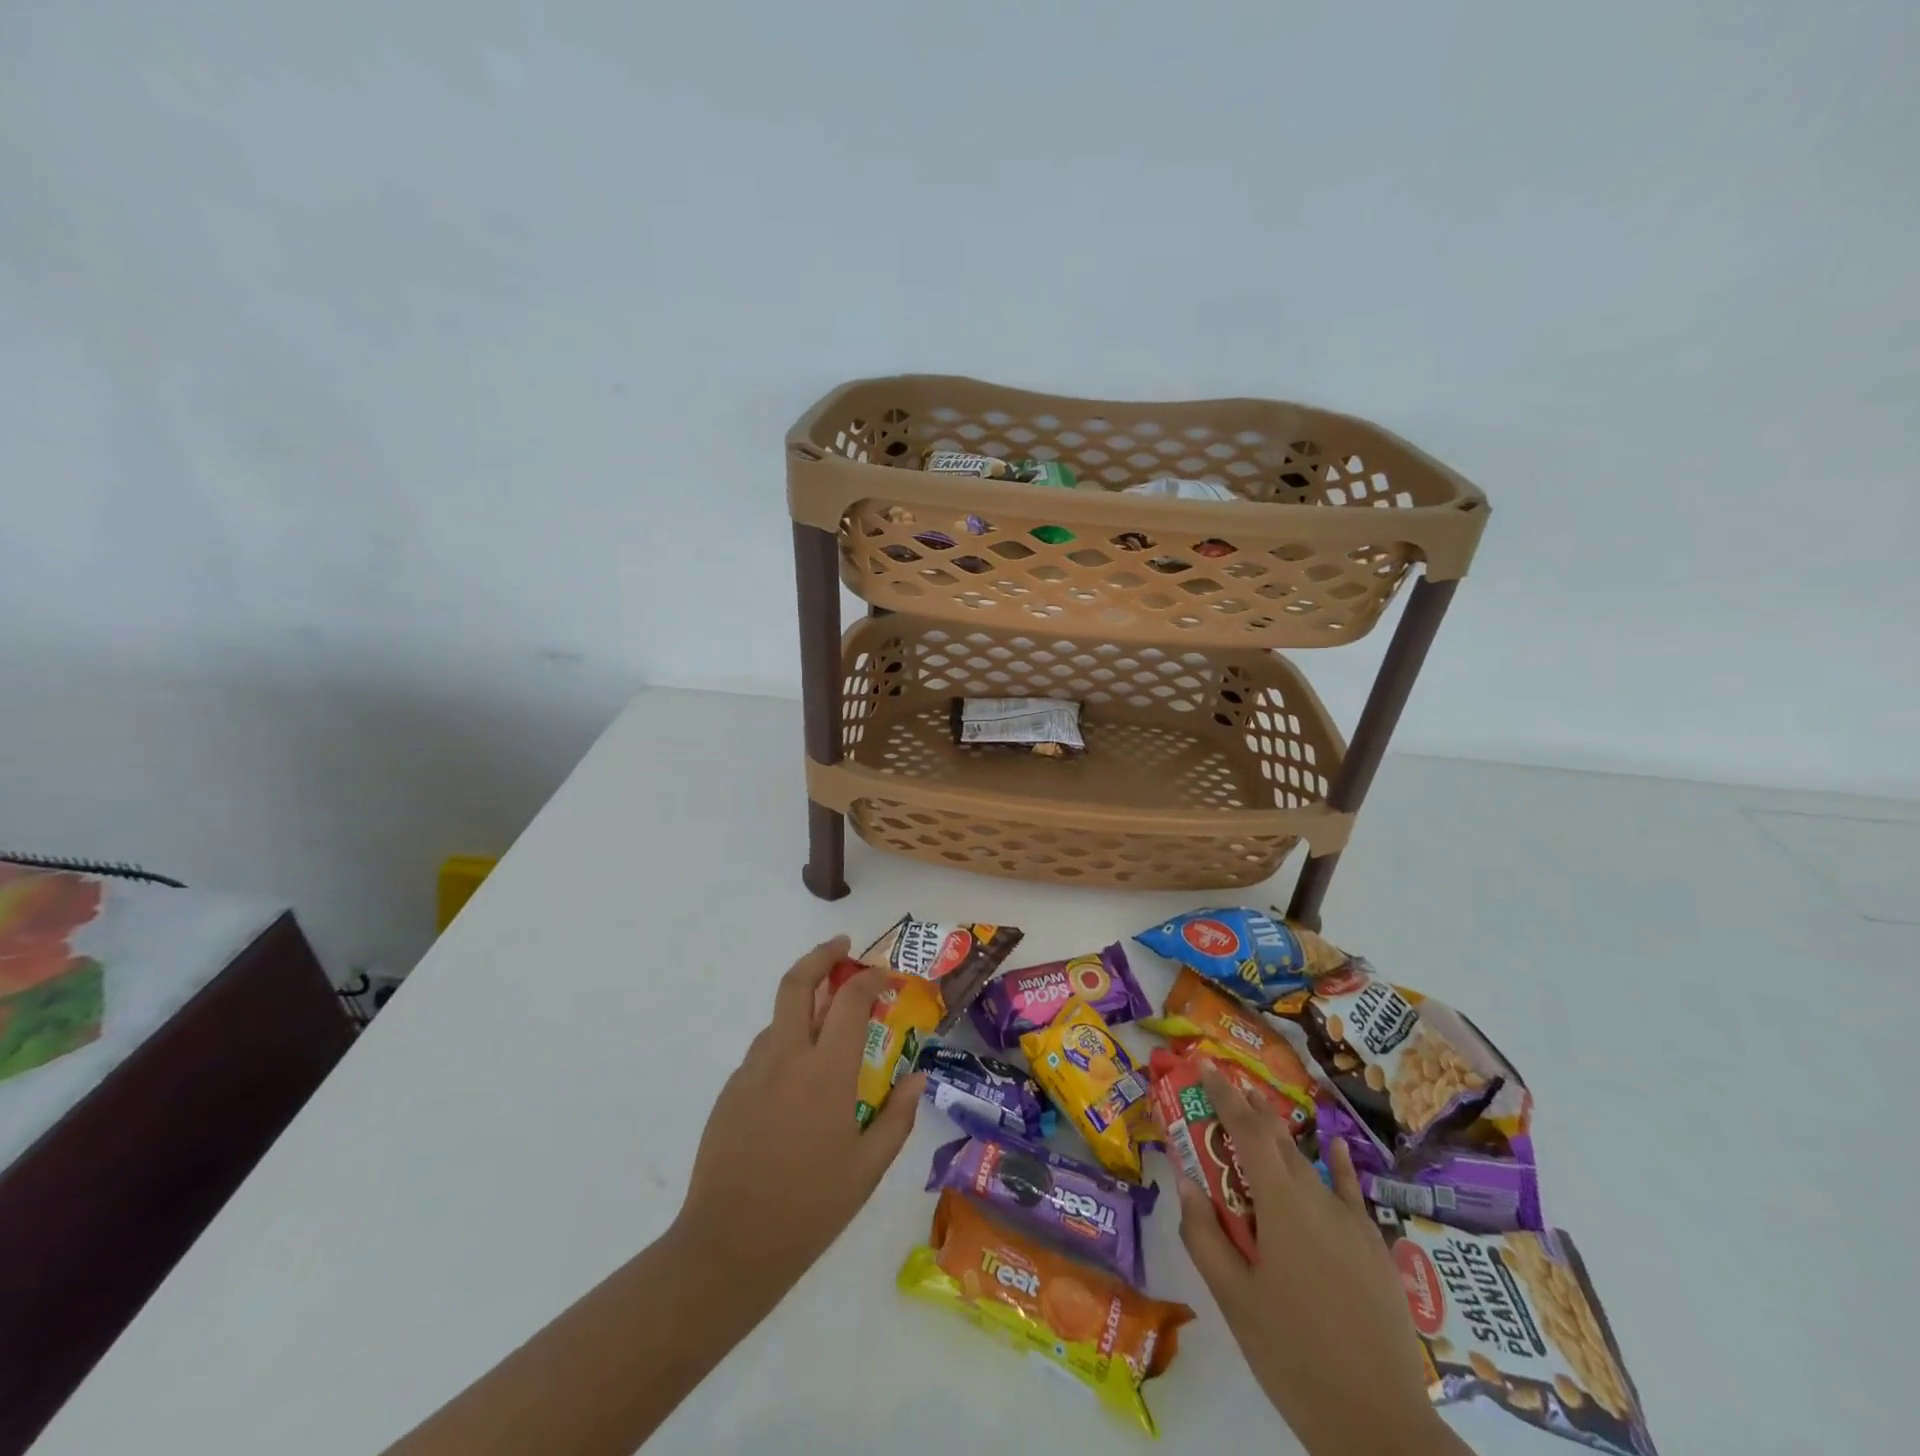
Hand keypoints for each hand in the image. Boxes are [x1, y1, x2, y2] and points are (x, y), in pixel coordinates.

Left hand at [671, 936, 924, 1296]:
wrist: (727, 1247)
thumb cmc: (809, 1208)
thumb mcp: (867, 1169)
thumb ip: (897, 1117)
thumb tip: (918, 1078)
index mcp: (826, 1072)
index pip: (850, 999)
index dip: (871, 978)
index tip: (886, 977)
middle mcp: (786, 1057)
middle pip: (797, 982)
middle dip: (821, 955)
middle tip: (841, 947)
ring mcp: (752, 1071)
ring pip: (779, 1017)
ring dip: (803, 1004)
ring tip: (827, 1025)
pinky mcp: (731, 1090)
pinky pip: (764, 1051)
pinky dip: (786, 1043)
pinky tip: (798, 1081)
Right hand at [1177, 1067, 1466, 1455]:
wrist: (1382, 1424)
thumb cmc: (1294, 1355)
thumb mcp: (1234, 1299)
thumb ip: (1204, 1234)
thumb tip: (1185, 1179)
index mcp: (1281, 1203)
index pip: (1247, 1128)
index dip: (1223, 1092)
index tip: (1204, 1063)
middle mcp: (1317, 1198)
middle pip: (1278, 1137)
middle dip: (1248, 1107)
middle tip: (1223, 1085)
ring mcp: (1351, 1222)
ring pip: (1308, 1162)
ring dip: (1279, 1134)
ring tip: (1259, 1111)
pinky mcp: (1374, 1248)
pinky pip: (1350, 1191)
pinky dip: (1337, 1164)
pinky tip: (1334, 1146)